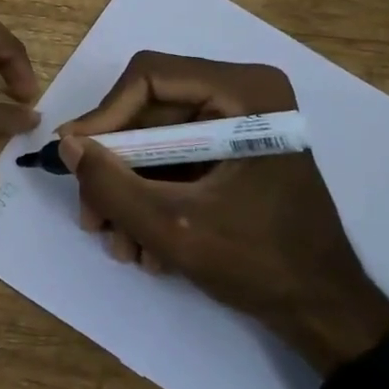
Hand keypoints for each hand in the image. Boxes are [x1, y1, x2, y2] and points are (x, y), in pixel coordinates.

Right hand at [58, 52, 388, 376]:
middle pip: (148, 114)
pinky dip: (153, 199)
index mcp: (244, 92)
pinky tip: (146, 246)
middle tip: (91, 217)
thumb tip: (66, 144)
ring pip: (155, 143)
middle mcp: (242, 95)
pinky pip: (175, 162)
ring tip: (121, 246)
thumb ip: (112, 184)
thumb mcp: (173, 226)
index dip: (104, 116)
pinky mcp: (233, 153)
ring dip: (129, 194)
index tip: (73, 158)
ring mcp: (239, 125)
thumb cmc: (260, 262)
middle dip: (115, 170)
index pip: (149, 78)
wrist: (323, 310)